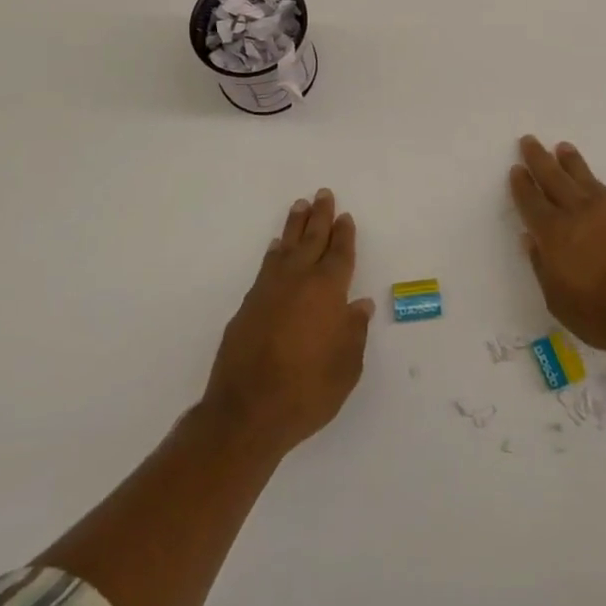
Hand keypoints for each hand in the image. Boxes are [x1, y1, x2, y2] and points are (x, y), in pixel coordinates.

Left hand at [202, 189, 374, 456]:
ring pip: (286, 247)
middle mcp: (299, 281)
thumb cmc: (307, 391)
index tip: (345, 216)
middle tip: (323, 194)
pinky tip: (276, 248)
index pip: (339, 254)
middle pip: (312, 239)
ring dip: (294, 226)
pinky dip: (275, 252)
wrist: (247, 411)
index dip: (344, 234)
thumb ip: (354, 332)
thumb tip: (359, 305)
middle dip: (320, 216)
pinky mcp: (248, 304)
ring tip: (299, 207)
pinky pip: (267, 266)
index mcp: (328, 291)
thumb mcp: (346, 368)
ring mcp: (270, 290)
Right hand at [509, 136, 605, 358]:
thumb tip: (529, 240)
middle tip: (529, 141)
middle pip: (553, 178)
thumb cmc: (604, 314)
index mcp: (554, 234)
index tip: (516, 169)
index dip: (522, 185)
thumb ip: (542, 268)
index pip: (532, 203)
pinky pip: (603, 187)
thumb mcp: (560, 303)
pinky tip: (590, 180)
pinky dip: (591, 178)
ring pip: (582, 177)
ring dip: (569, 161)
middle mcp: (577, 213)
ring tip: (562, 148)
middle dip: (539, 159)